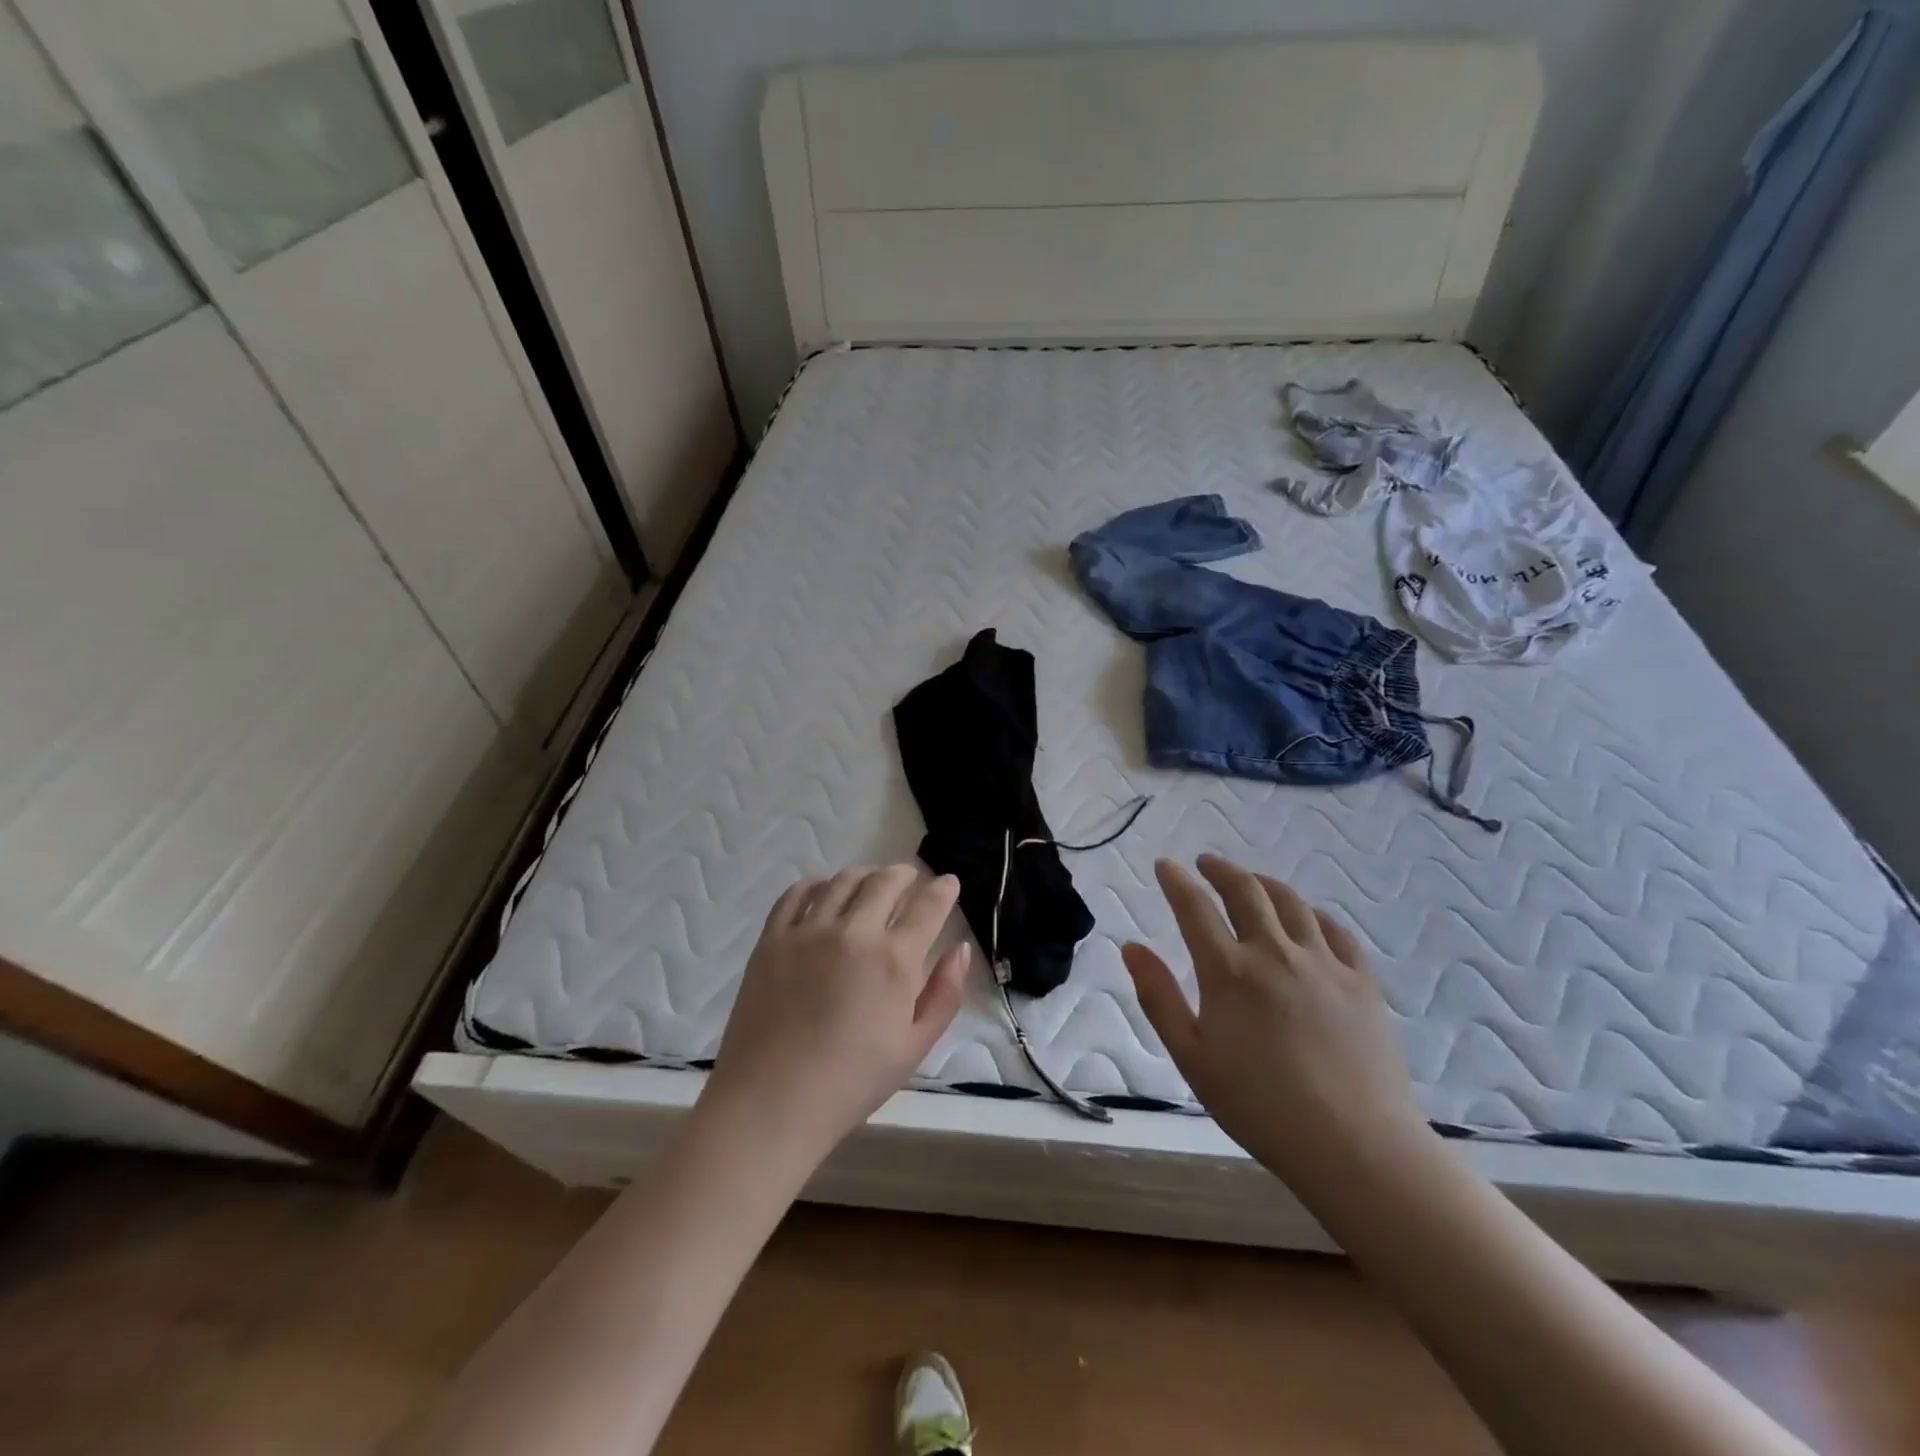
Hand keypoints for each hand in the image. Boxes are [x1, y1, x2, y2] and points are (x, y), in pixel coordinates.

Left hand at [700, 866, 969, 1168]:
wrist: (771, 1103)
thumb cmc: (851, 1083)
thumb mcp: (914, 1047)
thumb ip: (944, 994)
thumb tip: (960, 949)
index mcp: (894, 960)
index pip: (927, 907)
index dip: (943, 889)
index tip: (948, 882)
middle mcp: (854, 932)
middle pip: (885, 882)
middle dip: (905, 874)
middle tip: (911, 878)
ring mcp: (809, 931)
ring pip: (843, 881)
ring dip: (865, 874)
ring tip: (871, 880)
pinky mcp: (773, 938)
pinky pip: (797, 894)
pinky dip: (816, 884)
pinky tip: (823, 891)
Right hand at [1120, 854, 1429, 1189]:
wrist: (1355, 1146)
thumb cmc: (1260, 1106)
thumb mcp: (1192, 1057)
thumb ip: (1159, 997)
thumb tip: (1131, 947)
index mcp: (1229, 971)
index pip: (1194, 908)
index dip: (1176, 881)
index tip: (1165, 865)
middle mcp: (1274, 953)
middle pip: (1245, 891)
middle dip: (1220, 869)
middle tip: (1206, 862)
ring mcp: (1323, 963)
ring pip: (1291, 903)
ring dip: (1264, 883)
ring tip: (1251, 881)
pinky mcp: (1361, 981)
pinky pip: (1336, 931)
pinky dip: (1314, 914)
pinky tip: (1307, 918)